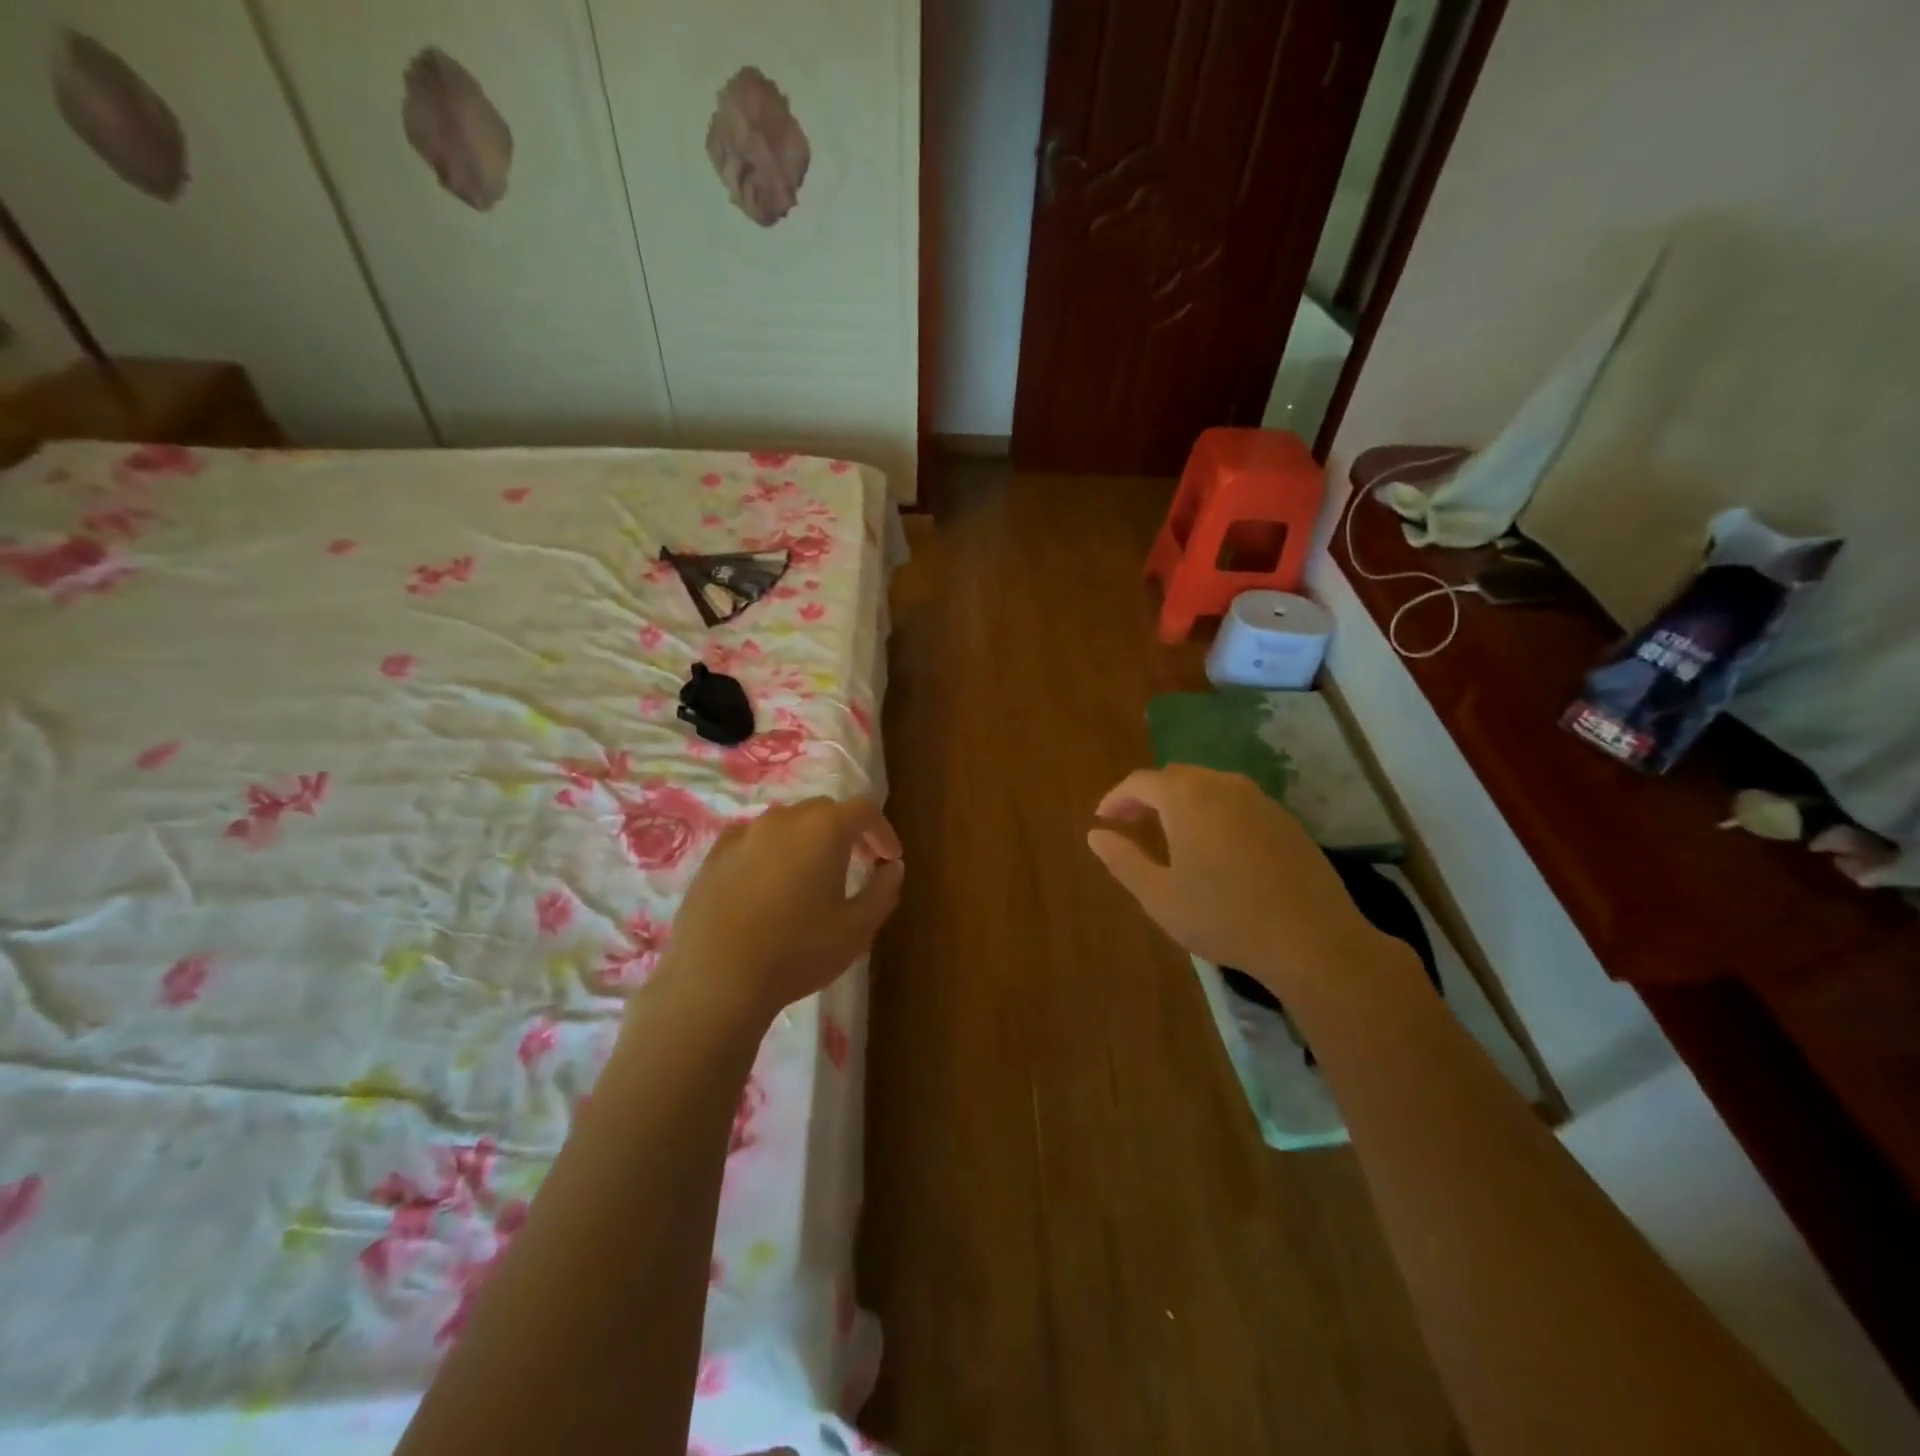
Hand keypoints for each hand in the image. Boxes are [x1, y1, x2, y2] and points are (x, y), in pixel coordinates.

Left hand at [663, 795, 903, 1017]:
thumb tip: (892, 867)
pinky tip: (768, 885)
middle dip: (846, 832)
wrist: (715, 978)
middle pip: (824, 811)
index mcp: (823, 829)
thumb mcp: (857, 929)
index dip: (882, 831)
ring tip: (811, 876)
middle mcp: (783, 819)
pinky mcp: (714, 856)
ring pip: (786, 824)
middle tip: (857, 863)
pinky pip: (752, 841)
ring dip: (807, 840)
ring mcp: (743, 835)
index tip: (889, 859)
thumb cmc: (797, 951)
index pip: (863, 810)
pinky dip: (771, 852)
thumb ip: (883, 891)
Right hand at [1086, 765, 1380, 993]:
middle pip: (1175, 777)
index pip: (1141, 782)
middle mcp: (1223, 786)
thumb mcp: (1159, 895)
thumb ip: (1122, 860)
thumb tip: (1095, 834)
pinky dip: (1213, 812)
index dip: (1116, 798)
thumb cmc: (1223, 917)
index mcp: (1187, 798)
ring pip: (1208, 786)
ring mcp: (1260, 800)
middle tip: (1131, 826)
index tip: (1103, 820)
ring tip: (1169, 835)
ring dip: (1181, 803)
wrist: (1311, 939)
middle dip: (1147, 797)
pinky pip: (1236, 802)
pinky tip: (1214, 847)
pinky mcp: (1285, 820)